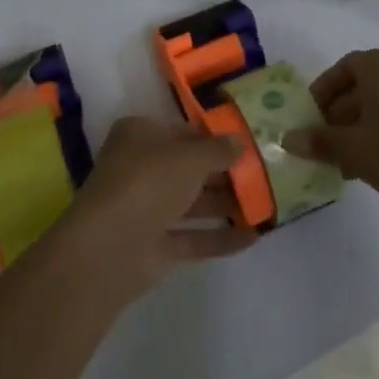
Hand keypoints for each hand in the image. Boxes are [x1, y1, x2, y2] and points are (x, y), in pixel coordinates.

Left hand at [59, 116, 256, 302]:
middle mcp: (141, 168)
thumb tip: (240, 141)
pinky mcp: (156, 247)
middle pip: (188, 168)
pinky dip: (220, 237)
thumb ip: (217, 149)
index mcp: (139, 135)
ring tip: (268, 204)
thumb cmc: (147, 181)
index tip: (246, 141)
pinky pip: (194, 237)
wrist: (110, 247)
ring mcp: (147, 209)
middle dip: (224, 172)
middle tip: (265, 174)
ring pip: (192, 203)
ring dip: (226, 204)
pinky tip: (254, 237)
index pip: (181, 131)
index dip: (212, 136)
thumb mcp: (188, 156)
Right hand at [285, 49, 378, 211]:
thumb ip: (319, 141)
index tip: (313, 117)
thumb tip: (287, 138)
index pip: (344, 67)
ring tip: (353, 162)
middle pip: (366, 85)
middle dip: (343, 114)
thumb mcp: (353, 150)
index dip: (324, 91)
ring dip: (366, 127)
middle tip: (329, 143)